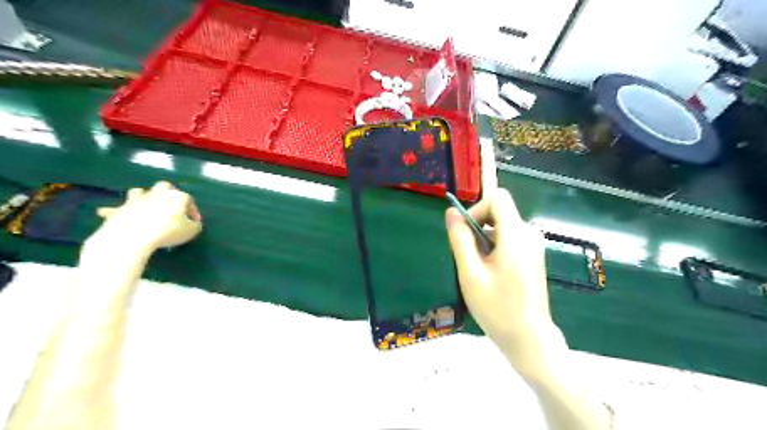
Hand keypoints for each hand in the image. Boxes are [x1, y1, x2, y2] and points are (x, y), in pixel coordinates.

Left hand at [88, 182, 200, 251]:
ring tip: (146, 207)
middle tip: (171, 207)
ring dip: (143, 197)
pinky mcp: (120, 210)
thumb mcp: (191, 231)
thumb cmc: (168, 231)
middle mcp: (157, 194)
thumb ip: (194, 225)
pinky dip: (113, 211)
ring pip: (139, 192)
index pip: (189, 200)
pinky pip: (116, 209)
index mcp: (177, 196)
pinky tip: (106, 213)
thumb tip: (193, 223)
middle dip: (168, 194)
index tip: (194, 223)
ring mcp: (136, 200)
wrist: (133, 236)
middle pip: (164, 187)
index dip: (193, 212)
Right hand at [448, 190, 561, 367]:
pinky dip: (494, 248)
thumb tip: (451, 213)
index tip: (465, 233)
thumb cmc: (497, 309)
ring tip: (479, 271)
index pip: (498, 197)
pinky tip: (491, 274)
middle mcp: (529, 234)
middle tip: (469, 259)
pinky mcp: (533, 255)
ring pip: (501, 226)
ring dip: (484, 241)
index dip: (477, 208)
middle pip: (498, 212)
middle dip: (478, 228)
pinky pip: (508, 238)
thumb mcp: (470, 274)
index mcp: (516, 235)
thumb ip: (460, 239)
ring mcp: (533, 245)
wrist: (529, 339)